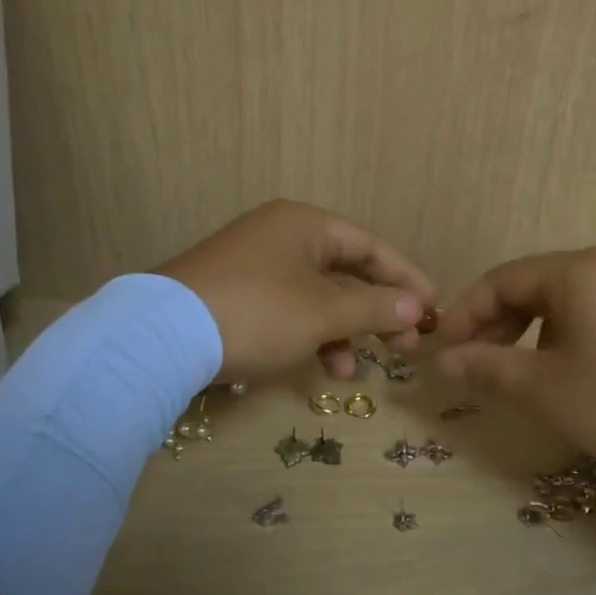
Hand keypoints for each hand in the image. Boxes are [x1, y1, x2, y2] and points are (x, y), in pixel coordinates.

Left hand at [158, 200, 434, 381]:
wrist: (161, 337)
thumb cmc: (258, 313)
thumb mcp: (324, 313)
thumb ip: (376, 308)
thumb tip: (418, 308)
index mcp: (306, 224)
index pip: (371, 246)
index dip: (406, 278)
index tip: (433, 311)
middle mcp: (280, 234)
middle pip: (345, 272)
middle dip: (375, 312)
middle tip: (404, 347)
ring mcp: (253, 263)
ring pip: (315, 295)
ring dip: (340, 332)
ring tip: (350, 370)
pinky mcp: (233, 293)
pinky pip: (286, 308)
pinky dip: (306, 334)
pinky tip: (315, 366)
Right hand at [433, 248, 595, 480]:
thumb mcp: (546, 390)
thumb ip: (487, 369)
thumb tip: (443, 361)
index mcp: (576, 271)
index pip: (499, 281)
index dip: (464, 315)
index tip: (441, 351)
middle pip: (529, 285)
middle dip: (493, 324)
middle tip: (471, 364)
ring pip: (560, 300)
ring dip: (526, 331)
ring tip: (511, 371)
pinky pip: (590, 311)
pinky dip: (560, 335)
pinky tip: (560, 370)